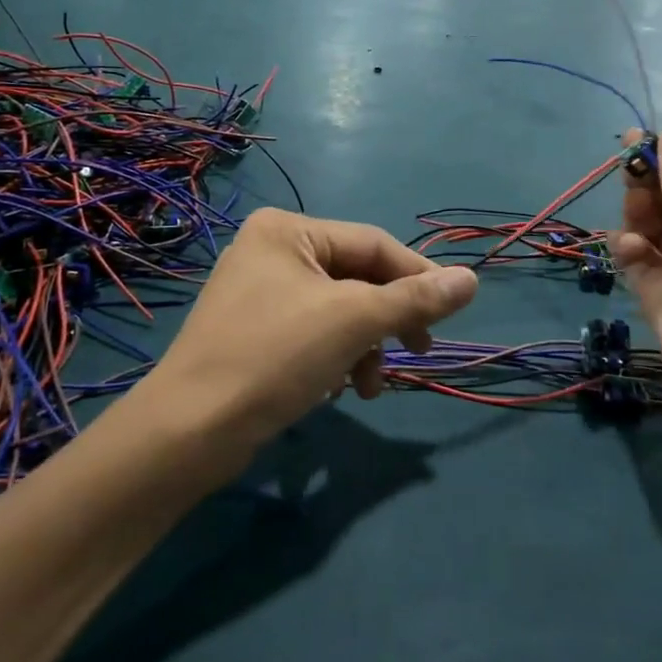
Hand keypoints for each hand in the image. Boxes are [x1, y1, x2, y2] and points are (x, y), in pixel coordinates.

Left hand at [136, 209, 477, 452]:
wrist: (190, 431)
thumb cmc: (275, 356)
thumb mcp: (354, 321)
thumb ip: (415, 299)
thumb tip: (471, 279)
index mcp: (288, 230)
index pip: (373, 243)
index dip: (417, 276)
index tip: (449, 314)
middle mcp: (272, 250)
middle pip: (356, 277)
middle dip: (387, 319)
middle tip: (418, 351)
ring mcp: (259, 291)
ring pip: (339, 309)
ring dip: (364, 345)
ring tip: (369, 386)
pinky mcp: (254, 331)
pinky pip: (314, 331)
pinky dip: (336, 356)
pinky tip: (339, 388)